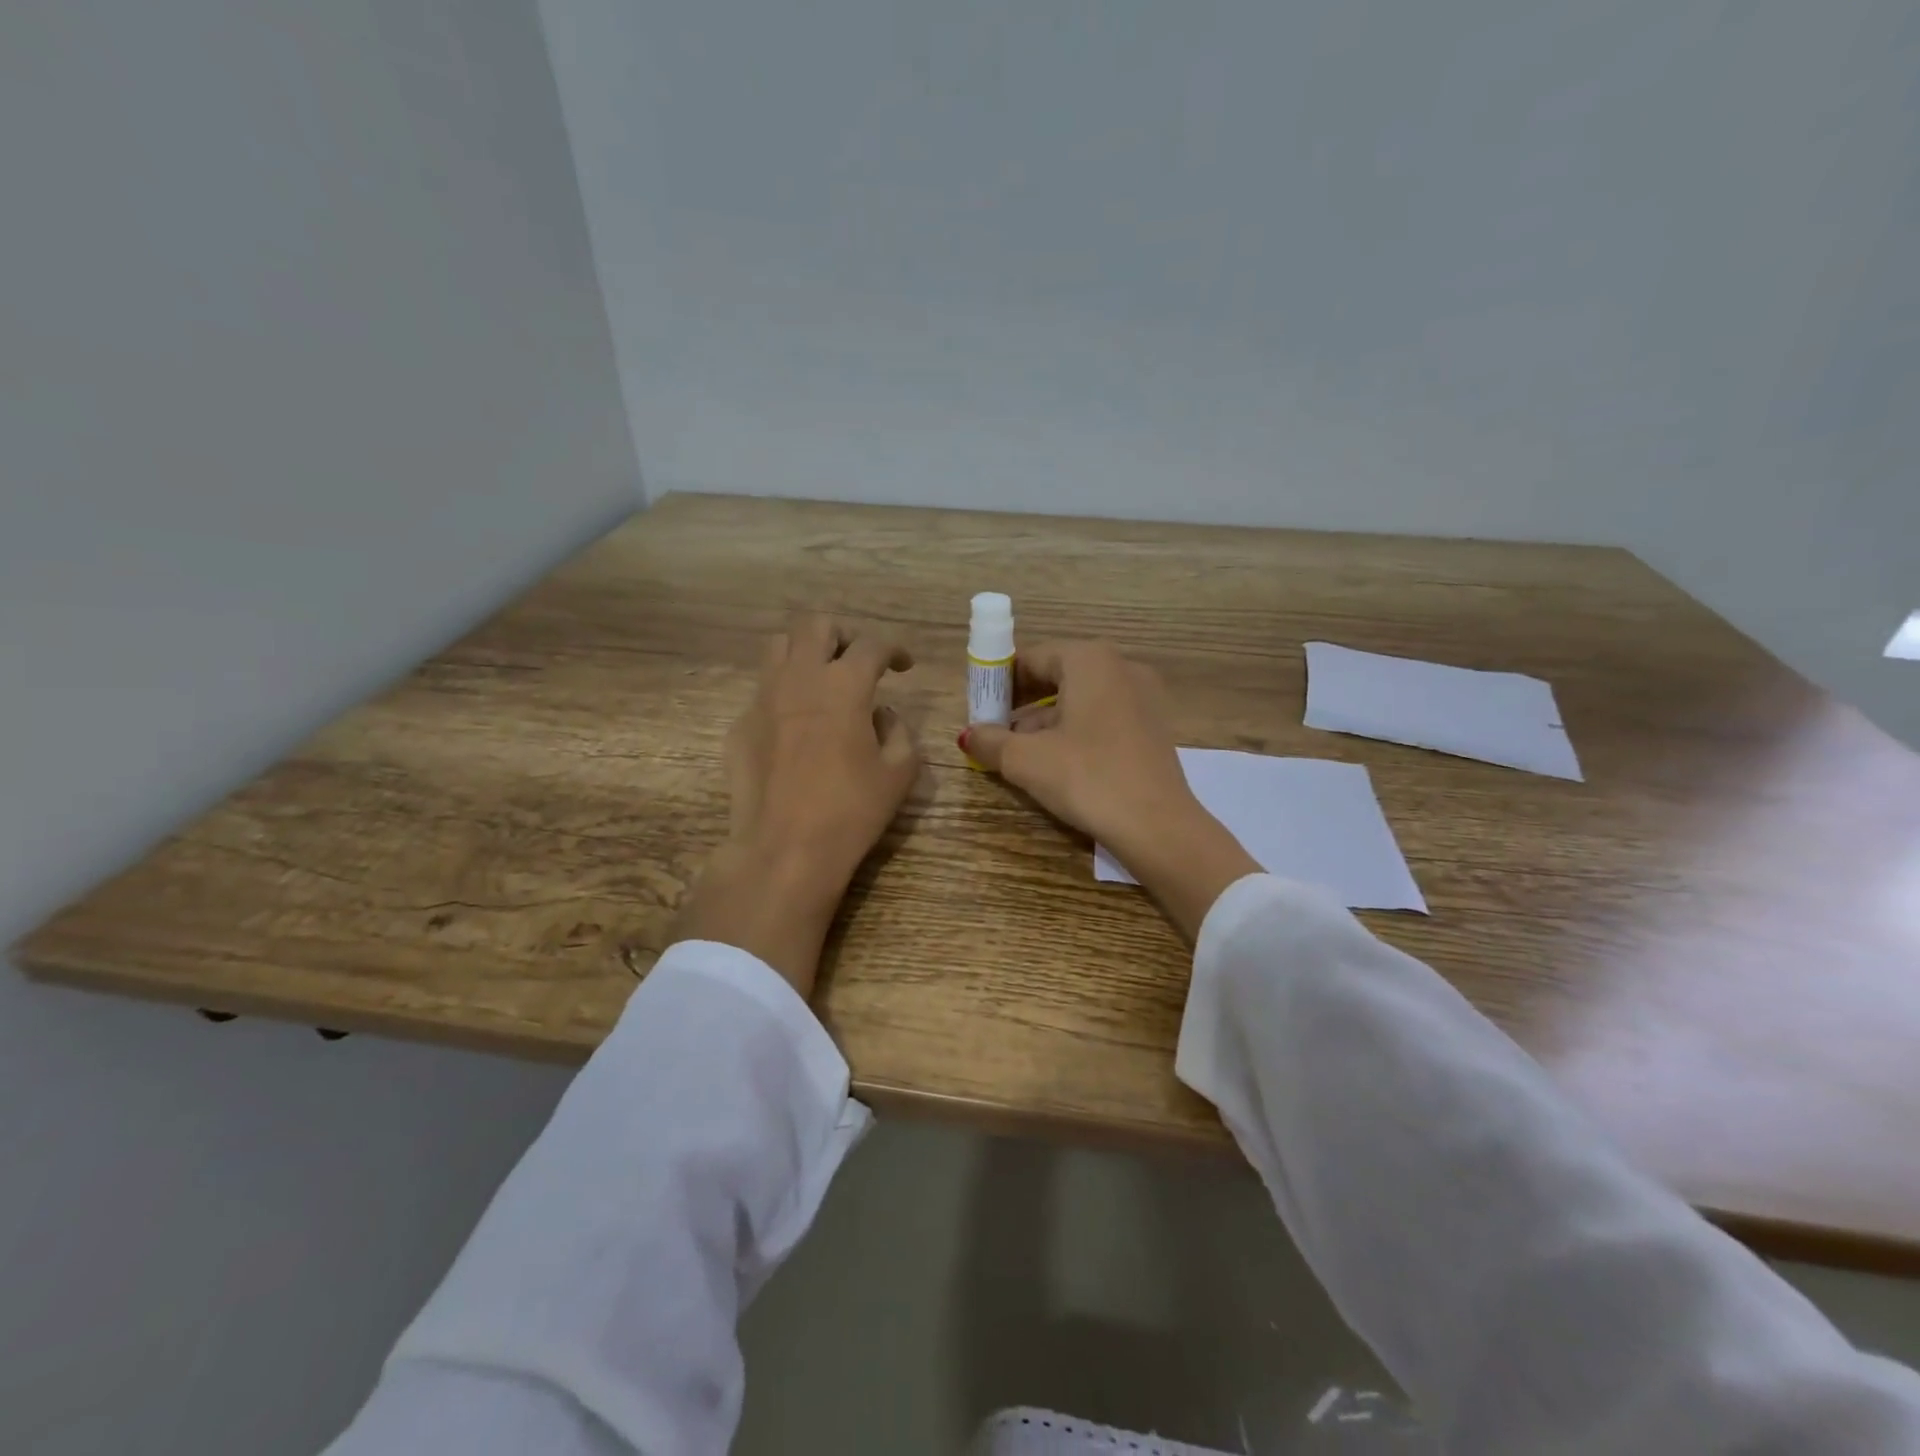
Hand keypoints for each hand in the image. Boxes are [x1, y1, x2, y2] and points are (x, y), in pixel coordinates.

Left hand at [669, 615, 920, 995]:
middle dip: (844, 635)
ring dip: (806, 651)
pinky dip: (785, 690)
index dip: (894, 648)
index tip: (903, 665)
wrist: (783, 850)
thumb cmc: (851, 812)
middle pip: (816, 625)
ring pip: (779, 646)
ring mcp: (763, 698)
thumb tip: (881, 714)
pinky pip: (764, 688)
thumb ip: (899, 731)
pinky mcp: (741, 724)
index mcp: (845, 686)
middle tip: (859, 661)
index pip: (872, 645)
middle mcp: (800, 678)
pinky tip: (798, 723)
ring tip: (823, 679)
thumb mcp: (899, 773)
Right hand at [961, 641, 1257, 939]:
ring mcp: (1144, 697)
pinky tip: (1058, 765)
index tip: (979, 710)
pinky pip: (1103, 718)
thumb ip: (990, 741)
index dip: (998, 682)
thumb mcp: (1026, 760)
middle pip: (1057, 677)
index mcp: (1090, 660)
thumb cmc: (1086, 777)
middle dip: (1022, 705)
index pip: (1031, 658)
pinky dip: (1076, 733)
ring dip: (1046, 722)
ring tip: (1019, 756)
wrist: (1158, 826)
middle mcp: (1121, 667)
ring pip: (1080, 700)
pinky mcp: (1154, 727)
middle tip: (995, 735)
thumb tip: (968, 735)